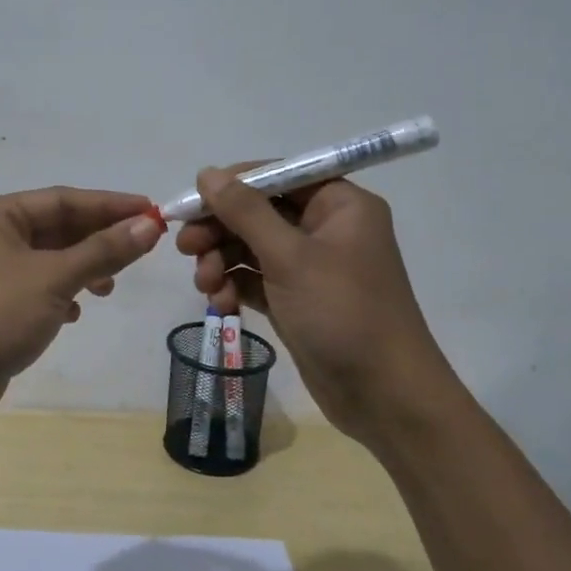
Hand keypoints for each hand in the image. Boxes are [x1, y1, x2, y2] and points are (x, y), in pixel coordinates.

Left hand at [0, 187, 165, 428]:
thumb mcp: (53, 279)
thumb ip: (102, 250)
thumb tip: (149, 226)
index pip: (62, 199)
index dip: (109, 205)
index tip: (152, 212)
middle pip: (57, 227)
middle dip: (98, 237)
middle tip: (144, 247)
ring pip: (50, 259)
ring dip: (83, 268)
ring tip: (110, 286)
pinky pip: (39, 287)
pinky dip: (63, 294)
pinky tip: (78, 312)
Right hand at [173, 166, 464, 449]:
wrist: (384, 396)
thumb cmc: (342, 313)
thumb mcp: (290, 257)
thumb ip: (245, 212)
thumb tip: (207, 173)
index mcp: (339, 204)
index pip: (276, 175)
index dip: (230, 186)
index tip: (189, 204)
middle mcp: (326, 228)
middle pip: (257, 212)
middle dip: (220, 230)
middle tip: (185, 248)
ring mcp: (310, 266)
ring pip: (251, 247)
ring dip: (221, 261)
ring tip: (205, 285)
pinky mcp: (296, 298)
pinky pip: (256, 278)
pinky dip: (235, 285)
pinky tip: (220, 303)